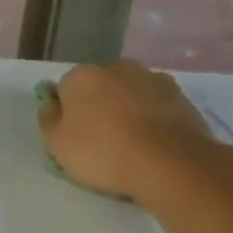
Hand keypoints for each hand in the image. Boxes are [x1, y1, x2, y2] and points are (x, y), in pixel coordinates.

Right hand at [38, 60, 232, 204]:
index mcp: (81, 76)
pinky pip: (158, 107)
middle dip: (100, 105)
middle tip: (102, 139)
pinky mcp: (184, 98)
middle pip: (101, 87)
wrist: (171, 164)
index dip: (68, 112)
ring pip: (132, 94)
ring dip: (129, 110)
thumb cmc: (103, 152)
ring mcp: (154, 80)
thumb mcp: (56, 144)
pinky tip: (155, 145)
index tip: (73, 135)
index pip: (66, 89)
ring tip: (133, 144)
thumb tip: (52, 104)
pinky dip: (155, 120)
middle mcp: (117, 67)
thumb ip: (48, 119)